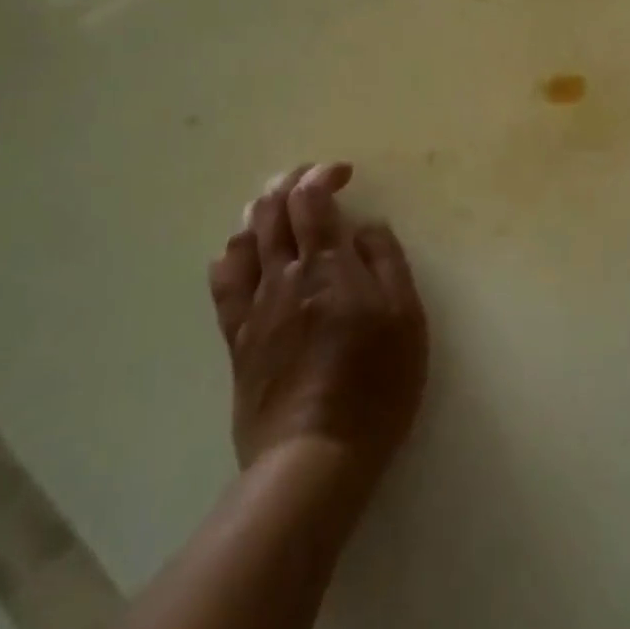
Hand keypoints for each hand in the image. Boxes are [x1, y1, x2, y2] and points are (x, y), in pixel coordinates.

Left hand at [208, 162, 428, 484]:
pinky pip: (223, 284)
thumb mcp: (406, 318)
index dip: (322, 175)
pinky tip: (239, 251)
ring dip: (260, 211)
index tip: (342, 173)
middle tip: (309, 177)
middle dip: (289, 182)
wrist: (314, 455)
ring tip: (276, 204)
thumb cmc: (376, 384)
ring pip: (245, 239)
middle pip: (273, 210)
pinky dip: (231, 255)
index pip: (312, 200)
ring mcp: (255, 307)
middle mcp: (285, 276)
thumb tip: (366, 228)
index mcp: (329, 266)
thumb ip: (387, 263)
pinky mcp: (237, 338)